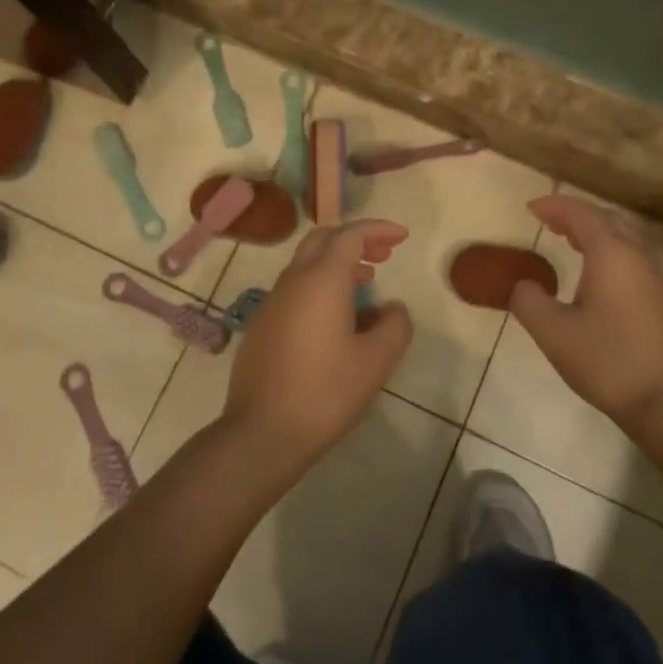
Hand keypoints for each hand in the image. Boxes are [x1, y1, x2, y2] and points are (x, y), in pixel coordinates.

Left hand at [221, 219, 412, 475]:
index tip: (401, 237)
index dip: (378, 230)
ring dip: (336, 265)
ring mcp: (271, 303)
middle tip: (382, 256)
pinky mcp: (261, 326)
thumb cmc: (325, 392)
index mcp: (322, 279)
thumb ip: (394, 326)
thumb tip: (392, 308)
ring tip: (364, 287)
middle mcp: (293, 281)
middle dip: (355, 240)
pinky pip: (294, 290)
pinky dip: (319, 287)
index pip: (350, 235)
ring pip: (306, 265)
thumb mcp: (375, 362)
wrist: (261, 433)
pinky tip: (334, 321)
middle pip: (323, 240)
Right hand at [509, 196, 662, 434]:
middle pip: (608, 219)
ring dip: (595, 232)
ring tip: (569, 242)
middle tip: (549, 222)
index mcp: (612, 255)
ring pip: (625, 238)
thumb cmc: (608, 362)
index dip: (555, 206)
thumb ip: (529, 301)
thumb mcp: (553, 333)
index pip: (582, 214)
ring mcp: (655, 279)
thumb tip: (524, 286)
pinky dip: (609, 252)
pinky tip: (596, 277)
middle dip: (577, 215)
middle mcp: (637, 257)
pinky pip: (633, 258)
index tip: (530, 208)